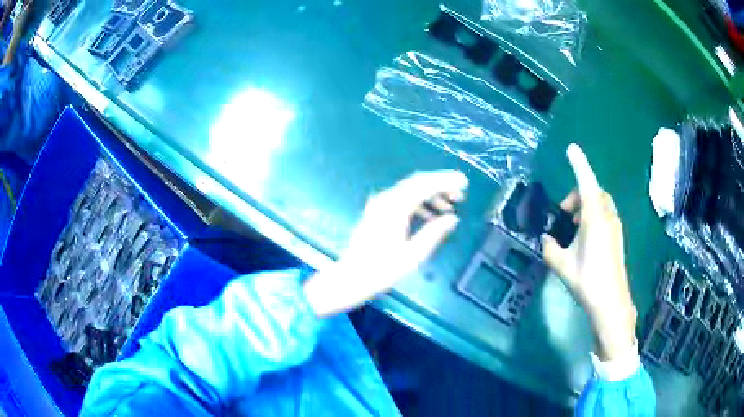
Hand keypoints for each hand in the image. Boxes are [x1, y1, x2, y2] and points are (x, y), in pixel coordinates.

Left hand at [304, 171, 467, 317]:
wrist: (351, 278)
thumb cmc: (382, 270)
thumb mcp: (413, 255)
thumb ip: (434, 233)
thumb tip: (452, 219)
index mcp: (395, 208)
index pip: (424, 184)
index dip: (446, 181)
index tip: (464, 182)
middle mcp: (385, 200)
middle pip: (417, 182)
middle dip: (440, 184)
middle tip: (460, 194)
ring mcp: (379, 204)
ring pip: (410, 189)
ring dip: (430, 194)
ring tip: (450, 205)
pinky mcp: (377, 211)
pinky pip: (402, 199)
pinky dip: (418, 202)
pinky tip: (430, 215)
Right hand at [541, 144, 636, 360]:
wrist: (611, 303)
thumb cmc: (587, 281)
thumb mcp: (562, 265)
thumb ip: (550, 248)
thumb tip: (546, 238)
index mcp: (594, 219)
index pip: (586, 183)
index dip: (579, 165)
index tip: (571, 149)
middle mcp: (607, 217)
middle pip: (595, 191)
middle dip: (578, 194)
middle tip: (563, 214)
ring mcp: (615, 227)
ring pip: (601, 203)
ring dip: (586, 205)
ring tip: (572, 226)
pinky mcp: (617, 237)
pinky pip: (605, 215)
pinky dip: (593, 215)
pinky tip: (583, 237)